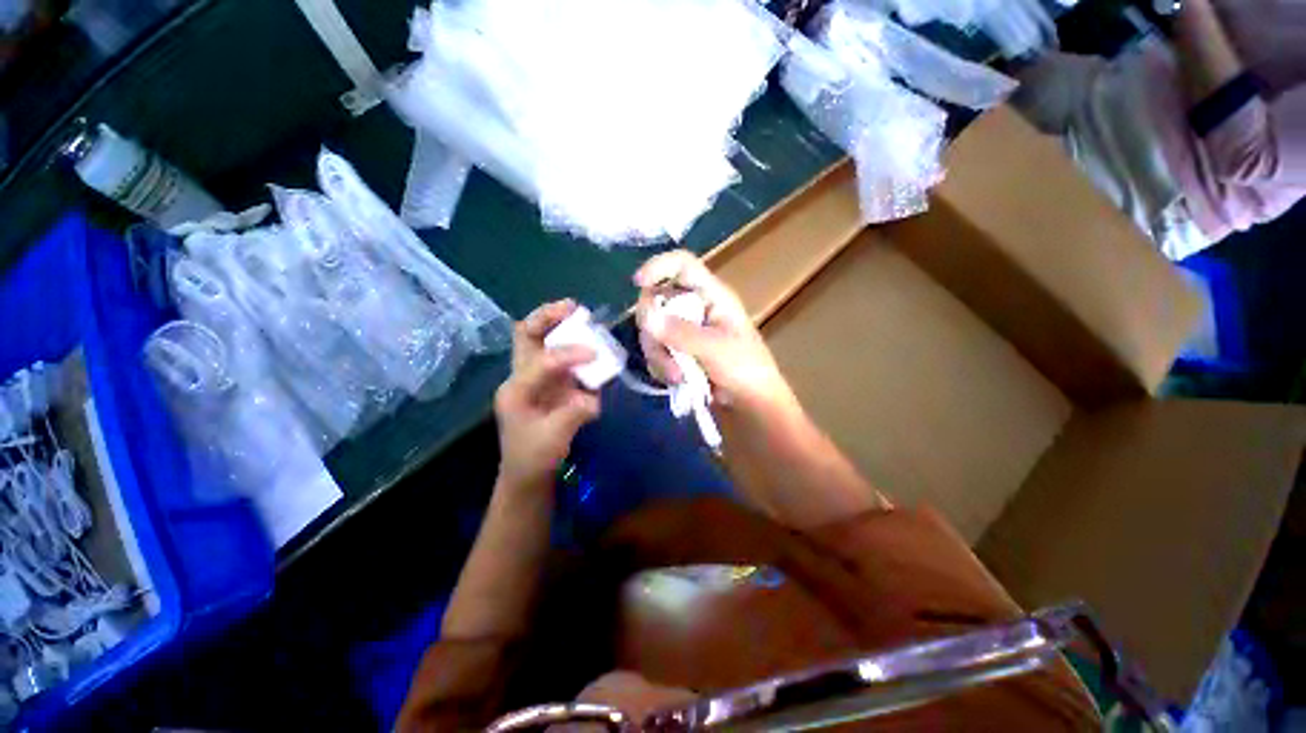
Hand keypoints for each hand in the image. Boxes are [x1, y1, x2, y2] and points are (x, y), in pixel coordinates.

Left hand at [494, 300, 601, 488]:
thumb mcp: (554, 440)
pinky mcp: (549, 383)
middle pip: (526, 336)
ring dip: (558, 324)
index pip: (542, 361)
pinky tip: (587, 340)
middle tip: (572, 307)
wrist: (528, 473)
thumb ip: (573, 414)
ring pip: (539, 339)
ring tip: (579, 314)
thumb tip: (591, 396)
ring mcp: (535, 378)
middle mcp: (522, 376)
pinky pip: (556, 354)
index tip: (594, 354)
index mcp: (517, 390)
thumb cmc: (534, 457)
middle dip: (547, 317)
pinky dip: (570, 342)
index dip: (568, 354)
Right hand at [634, 251, 796, 415]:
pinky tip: (676, 381)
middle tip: (664, 354)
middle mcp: (694, 308)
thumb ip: (681, 333)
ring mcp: (685, 331)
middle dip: (655, 330)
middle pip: (657, 300)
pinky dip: (660, 366)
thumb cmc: (745, 370)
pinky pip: (656, 350)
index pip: (683, 265)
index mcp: (712, 296)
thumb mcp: (715, 349)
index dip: (659, 266)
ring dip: (659, 355)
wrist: (750, 405)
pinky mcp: (678, 351)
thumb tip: (646, 316)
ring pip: (652, 330)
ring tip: (678, 377)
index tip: (638, 282)